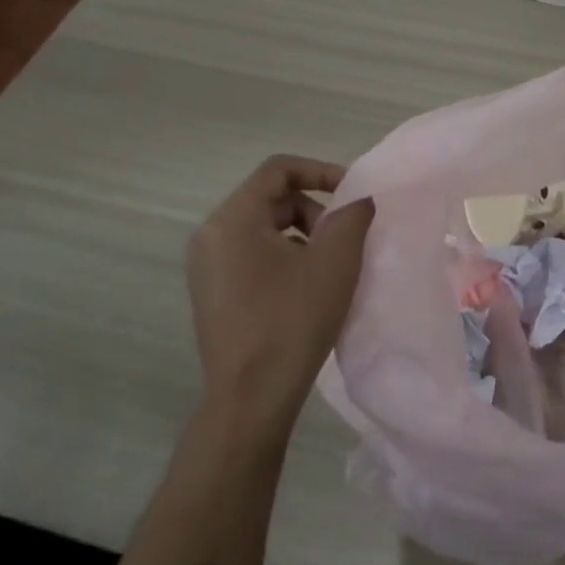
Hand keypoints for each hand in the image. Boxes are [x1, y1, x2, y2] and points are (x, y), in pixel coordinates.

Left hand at [185, 155, 372, 431]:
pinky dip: (285, 258)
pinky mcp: (213, 293)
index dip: (321, 171)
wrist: (252, 395)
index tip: (354, 193)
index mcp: (232, 219)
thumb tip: (358, 201)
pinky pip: (252, 256)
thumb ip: (351, 217)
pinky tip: (308, 289)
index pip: (278, 170)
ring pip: (263, 229)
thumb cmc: (293, 319)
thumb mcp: (335, 261)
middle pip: (270, 199)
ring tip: (331, 267)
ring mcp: (206, 267)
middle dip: (315, 210)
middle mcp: (210, 235)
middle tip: (346, 239)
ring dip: (303, 235)